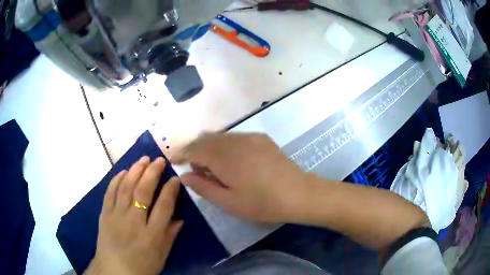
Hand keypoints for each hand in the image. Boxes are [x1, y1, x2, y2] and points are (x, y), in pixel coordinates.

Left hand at [85, 157, 183, 274]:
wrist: (113, 270)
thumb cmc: (141, 266)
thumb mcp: (161, 256)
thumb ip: (170, 236)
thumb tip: (180, 219)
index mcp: (151, 235)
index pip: (163, 206)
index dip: (170, 190)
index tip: (175, 178)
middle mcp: (133, 221)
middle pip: (143, 191)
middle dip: (152, 172)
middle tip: (159, 160)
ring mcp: (116, 215)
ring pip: (126, 187)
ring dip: (135, 170)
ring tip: (144, 159)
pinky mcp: (105, 213)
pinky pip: (110, 192)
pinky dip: (117, 179)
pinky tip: (123, 171)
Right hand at [172, 133, 309, 222]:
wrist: (299, 193)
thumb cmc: (262, 203)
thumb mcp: (228, 201)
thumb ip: (203, 187)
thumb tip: (185, 176)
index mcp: (223, 157)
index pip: (194, 148)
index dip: (181, 152)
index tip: (173, 159)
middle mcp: (234, 140)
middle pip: (206, 139)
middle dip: (195, 150)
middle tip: (194, 169)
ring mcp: (250, 137)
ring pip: (220, 136)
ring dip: (210, 147)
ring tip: (212, 167)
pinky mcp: (261, 139)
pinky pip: (235, 137)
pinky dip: (225, 146)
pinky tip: (232, 161)